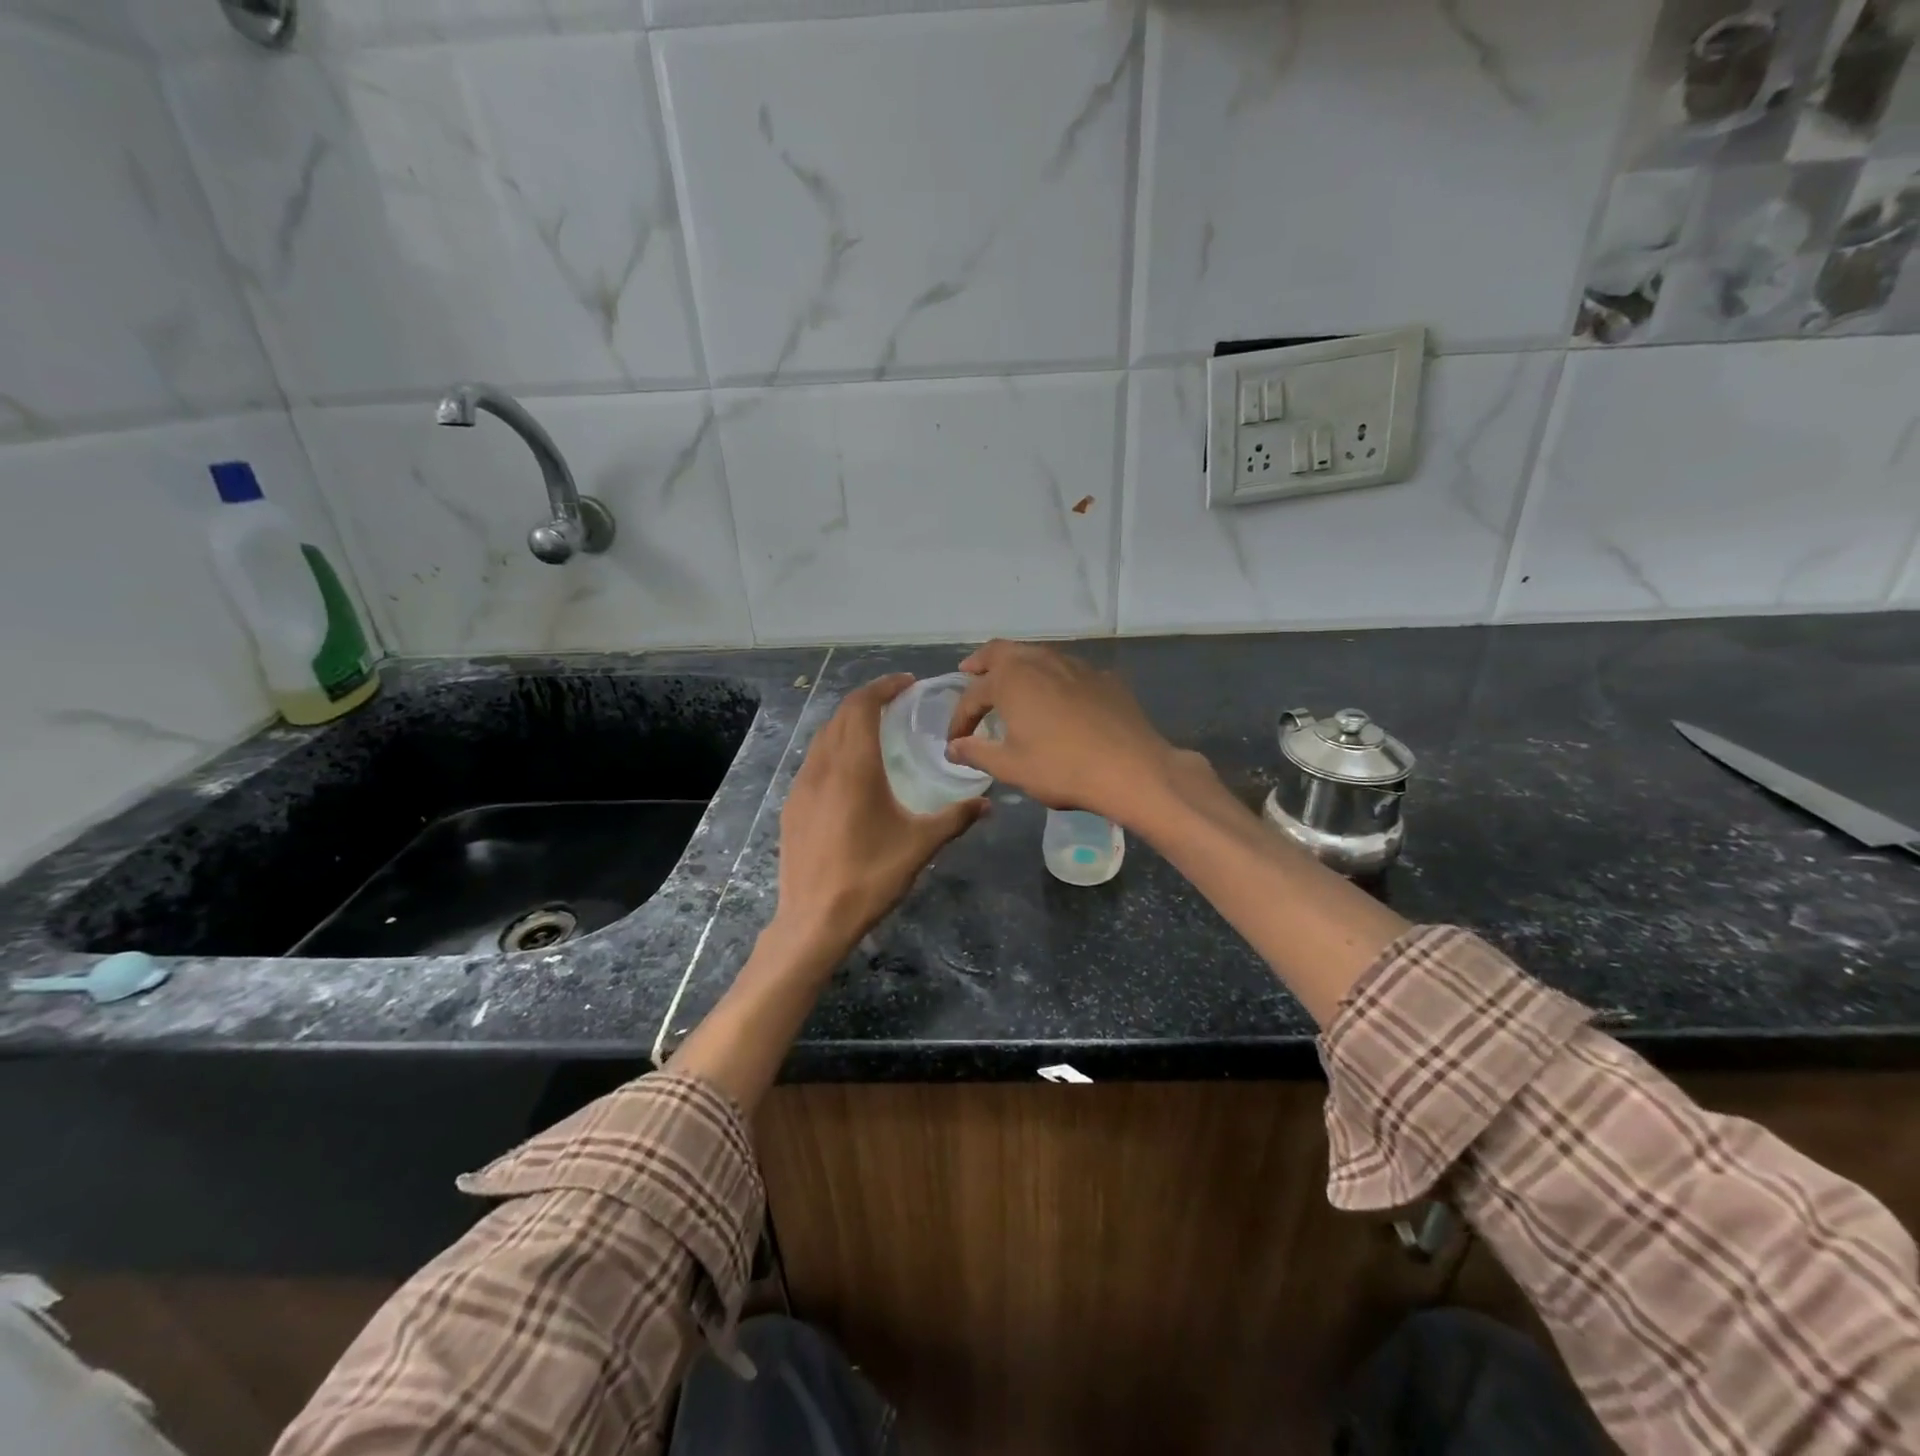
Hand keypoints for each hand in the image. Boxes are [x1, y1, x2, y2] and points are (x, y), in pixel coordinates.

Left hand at [772, 674, 985, 964]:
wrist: (814, 920)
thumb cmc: (870, 877)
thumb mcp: (920, 846)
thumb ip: (955, 819)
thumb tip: (987, 803)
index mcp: (854, 768)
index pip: (862, 706)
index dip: (883, 687)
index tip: (907, 683)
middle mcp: (823, 767)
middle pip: (841, 715)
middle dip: (868, 700)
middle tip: (897, 702)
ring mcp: (802, 787)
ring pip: (823, 737)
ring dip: (849, 722)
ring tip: (876, 730)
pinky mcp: (792, 806)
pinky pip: (814, 761)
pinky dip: (834, 748)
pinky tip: (851, 771)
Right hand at [945, 640, 1184, 826]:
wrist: (1132, 769)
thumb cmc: (1062, 768)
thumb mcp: (1011, 767)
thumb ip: (977, 752)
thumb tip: (953, 747)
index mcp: (1011, 679)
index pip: (972, 695)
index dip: (960, 718)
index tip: (956, 741)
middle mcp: (1040, 660)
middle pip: (1001, 652)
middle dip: (981, 663)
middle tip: (969, 673)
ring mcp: (1076, 665)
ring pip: (1037, 655)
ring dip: (1017, 667)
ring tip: (1010, 684)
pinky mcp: (1104, 677)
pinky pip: (1067, 670)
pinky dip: (1051, 679)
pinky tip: (1057, 699)